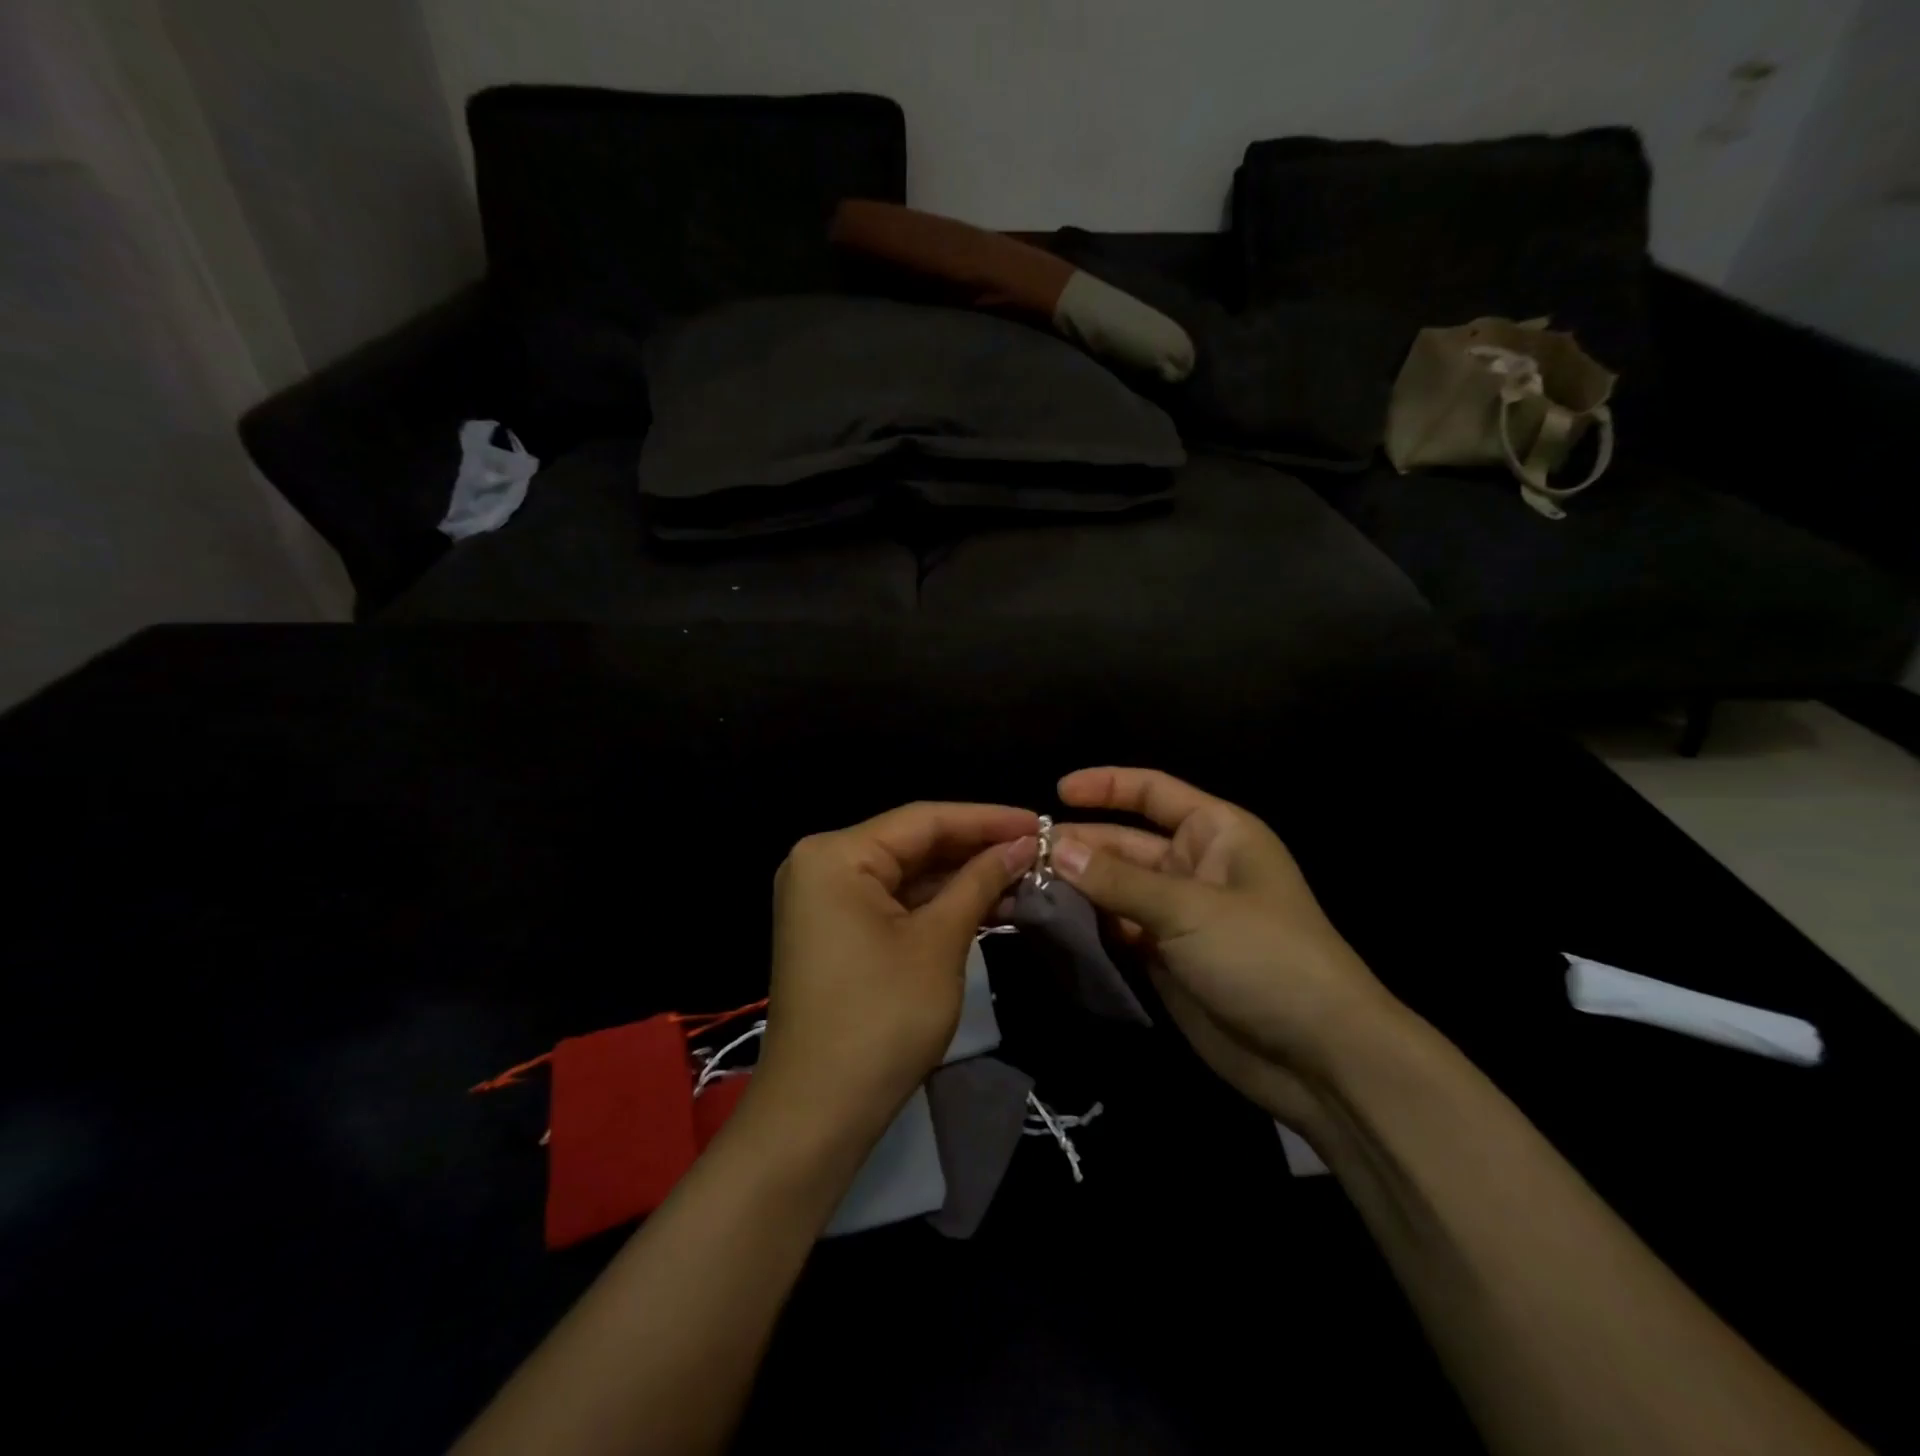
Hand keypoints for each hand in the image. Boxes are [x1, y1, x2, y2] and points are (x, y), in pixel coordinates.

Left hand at [756, 802, 1037, 1141]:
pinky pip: (893, 902)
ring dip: (961, 878)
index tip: (1038, 821)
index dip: (985, 819)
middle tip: (1036, 850)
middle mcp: (822, 864)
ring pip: (907, 873)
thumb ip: (979, 882)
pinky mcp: (836, 930)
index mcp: (836, 854)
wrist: (819, 1112)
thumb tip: (1020, 845)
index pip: (923, 819)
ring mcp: (825, 899)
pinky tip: (987, 904)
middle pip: (913, 843)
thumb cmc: (882, 1018)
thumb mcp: (939, 943)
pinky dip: (937, 904)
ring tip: (1022, 876)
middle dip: (975, 848)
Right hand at [1053, 767, 1401, 1123]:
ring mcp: (1179, 915)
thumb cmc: (1264, 957)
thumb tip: (1055, 847)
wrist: (1318, 1057)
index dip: (1106, 786)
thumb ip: (1118, 880)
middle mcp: (1195, 866)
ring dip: (1077, 886)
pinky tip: (1049, 922)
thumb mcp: (1189, 909)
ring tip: (1023, 886)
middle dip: (1080, 844)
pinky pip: (1118, 928)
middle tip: (1021, 854)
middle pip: (1125, 842)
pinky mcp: (1166, 958)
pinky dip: (1088, 924)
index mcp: (1216, 833)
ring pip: (1116, 888)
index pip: (1154, 792)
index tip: (1056, 792)